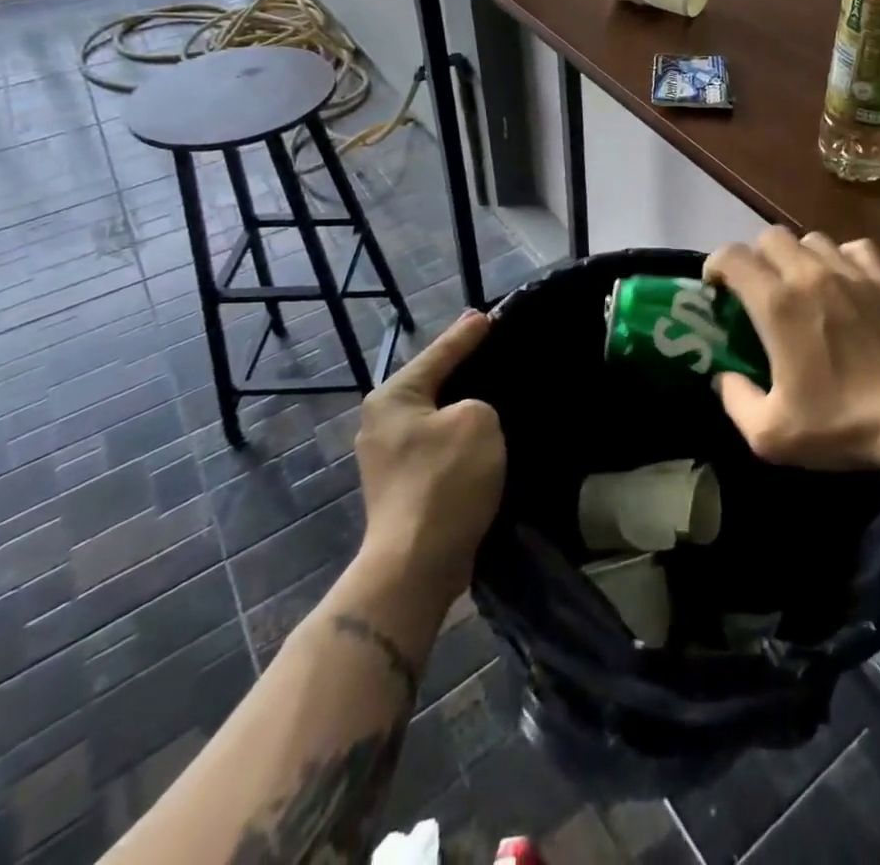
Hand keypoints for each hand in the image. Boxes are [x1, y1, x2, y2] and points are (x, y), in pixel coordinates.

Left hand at [354, 311, 504, 600]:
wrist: (416, 564)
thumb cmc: (445, 480)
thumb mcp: (478, 420)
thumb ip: (479, 401)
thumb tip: (469, 415)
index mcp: (393, 397)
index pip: (438, 353)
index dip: (467, 334)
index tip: (489, 315)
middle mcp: (382, 421)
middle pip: (433, 383)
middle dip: (463, 368)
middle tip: (495, 349)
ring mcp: (389, 457)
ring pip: (437, 416)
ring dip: (464, 407)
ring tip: (496, 392)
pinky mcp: (404, 485)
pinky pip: (439, 445)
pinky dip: (461, 437)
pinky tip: (485, 437)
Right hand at [705, 228, 879, 470]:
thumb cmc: (842, 423)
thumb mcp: (771, 434)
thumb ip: (735, 402)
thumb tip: (724, 378)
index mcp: (777, 305)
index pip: (732, 256)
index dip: (715, 265)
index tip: (715, 288)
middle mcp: (809, 275)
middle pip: (770, 236)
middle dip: (755, 257)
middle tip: (757, 290)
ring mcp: (851, 273)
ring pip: (811, 238)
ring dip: (797, 256)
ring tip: (800, 286)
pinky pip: (855, 248)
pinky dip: (841, 258)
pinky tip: (842, 283)